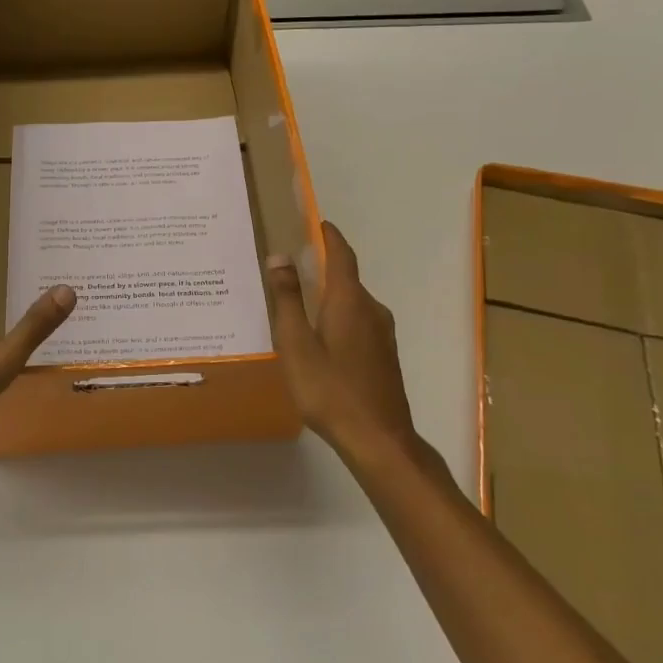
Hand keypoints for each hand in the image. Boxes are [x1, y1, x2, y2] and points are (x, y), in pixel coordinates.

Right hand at [266, 221, 422, 461]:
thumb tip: (279, 257)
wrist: (379, 440)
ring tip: (297, 302)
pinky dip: (337, 315)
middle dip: (322, 266)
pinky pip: (357, 322)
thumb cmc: (331, 390)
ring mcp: (382, 334)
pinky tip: (317, 336)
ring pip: (351, 302)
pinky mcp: (383, 355)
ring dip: (328, 295)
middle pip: (346, 278)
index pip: (341, 255)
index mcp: (349, 301)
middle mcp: (371, 310)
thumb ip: (287, 300)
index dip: (329, 236)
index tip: (315, 222)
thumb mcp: (297, 344)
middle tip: (290, 266)